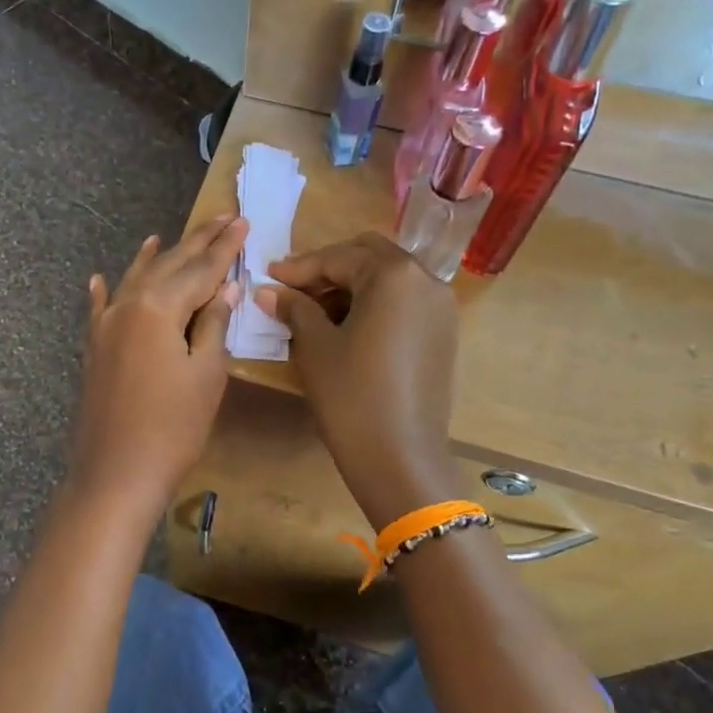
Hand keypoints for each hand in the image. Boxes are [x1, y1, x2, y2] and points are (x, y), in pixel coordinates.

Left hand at [67, 216, 247, 514]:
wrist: (116, 473)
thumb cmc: (173, 428)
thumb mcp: (206, 374)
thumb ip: (213, 324)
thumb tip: (225, 288)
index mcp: (158, 307)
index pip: (201, 269)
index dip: (225, 247)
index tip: (243, 221)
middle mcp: (127, 306)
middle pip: (167, 266)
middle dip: (196, 243)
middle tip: (220, 217)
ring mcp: (104, 327)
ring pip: (134, 280)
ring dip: (153, 258)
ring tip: (166, 235)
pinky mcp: (93, 350)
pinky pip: (100, 309)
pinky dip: (105, 290)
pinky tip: (100, 277)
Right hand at [255, 234, 460, 526]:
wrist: (399, 456)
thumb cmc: (351, 395)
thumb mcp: (315, 346)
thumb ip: (294, 308)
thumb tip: (268, 290)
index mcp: (394, 275)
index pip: (338, 257)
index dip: (299, 268)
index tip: (269, 277)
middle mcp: (426, 280)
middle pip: (370, 257)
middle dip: (330, 268)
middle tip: (294, 290)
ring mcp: (441, 308)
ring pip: (390, 279)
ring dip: (353, 285)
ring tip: (316, 312)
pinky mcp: (443, 334)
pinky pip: (405, 303)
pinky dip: (375, 304)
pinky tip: (347, 328)